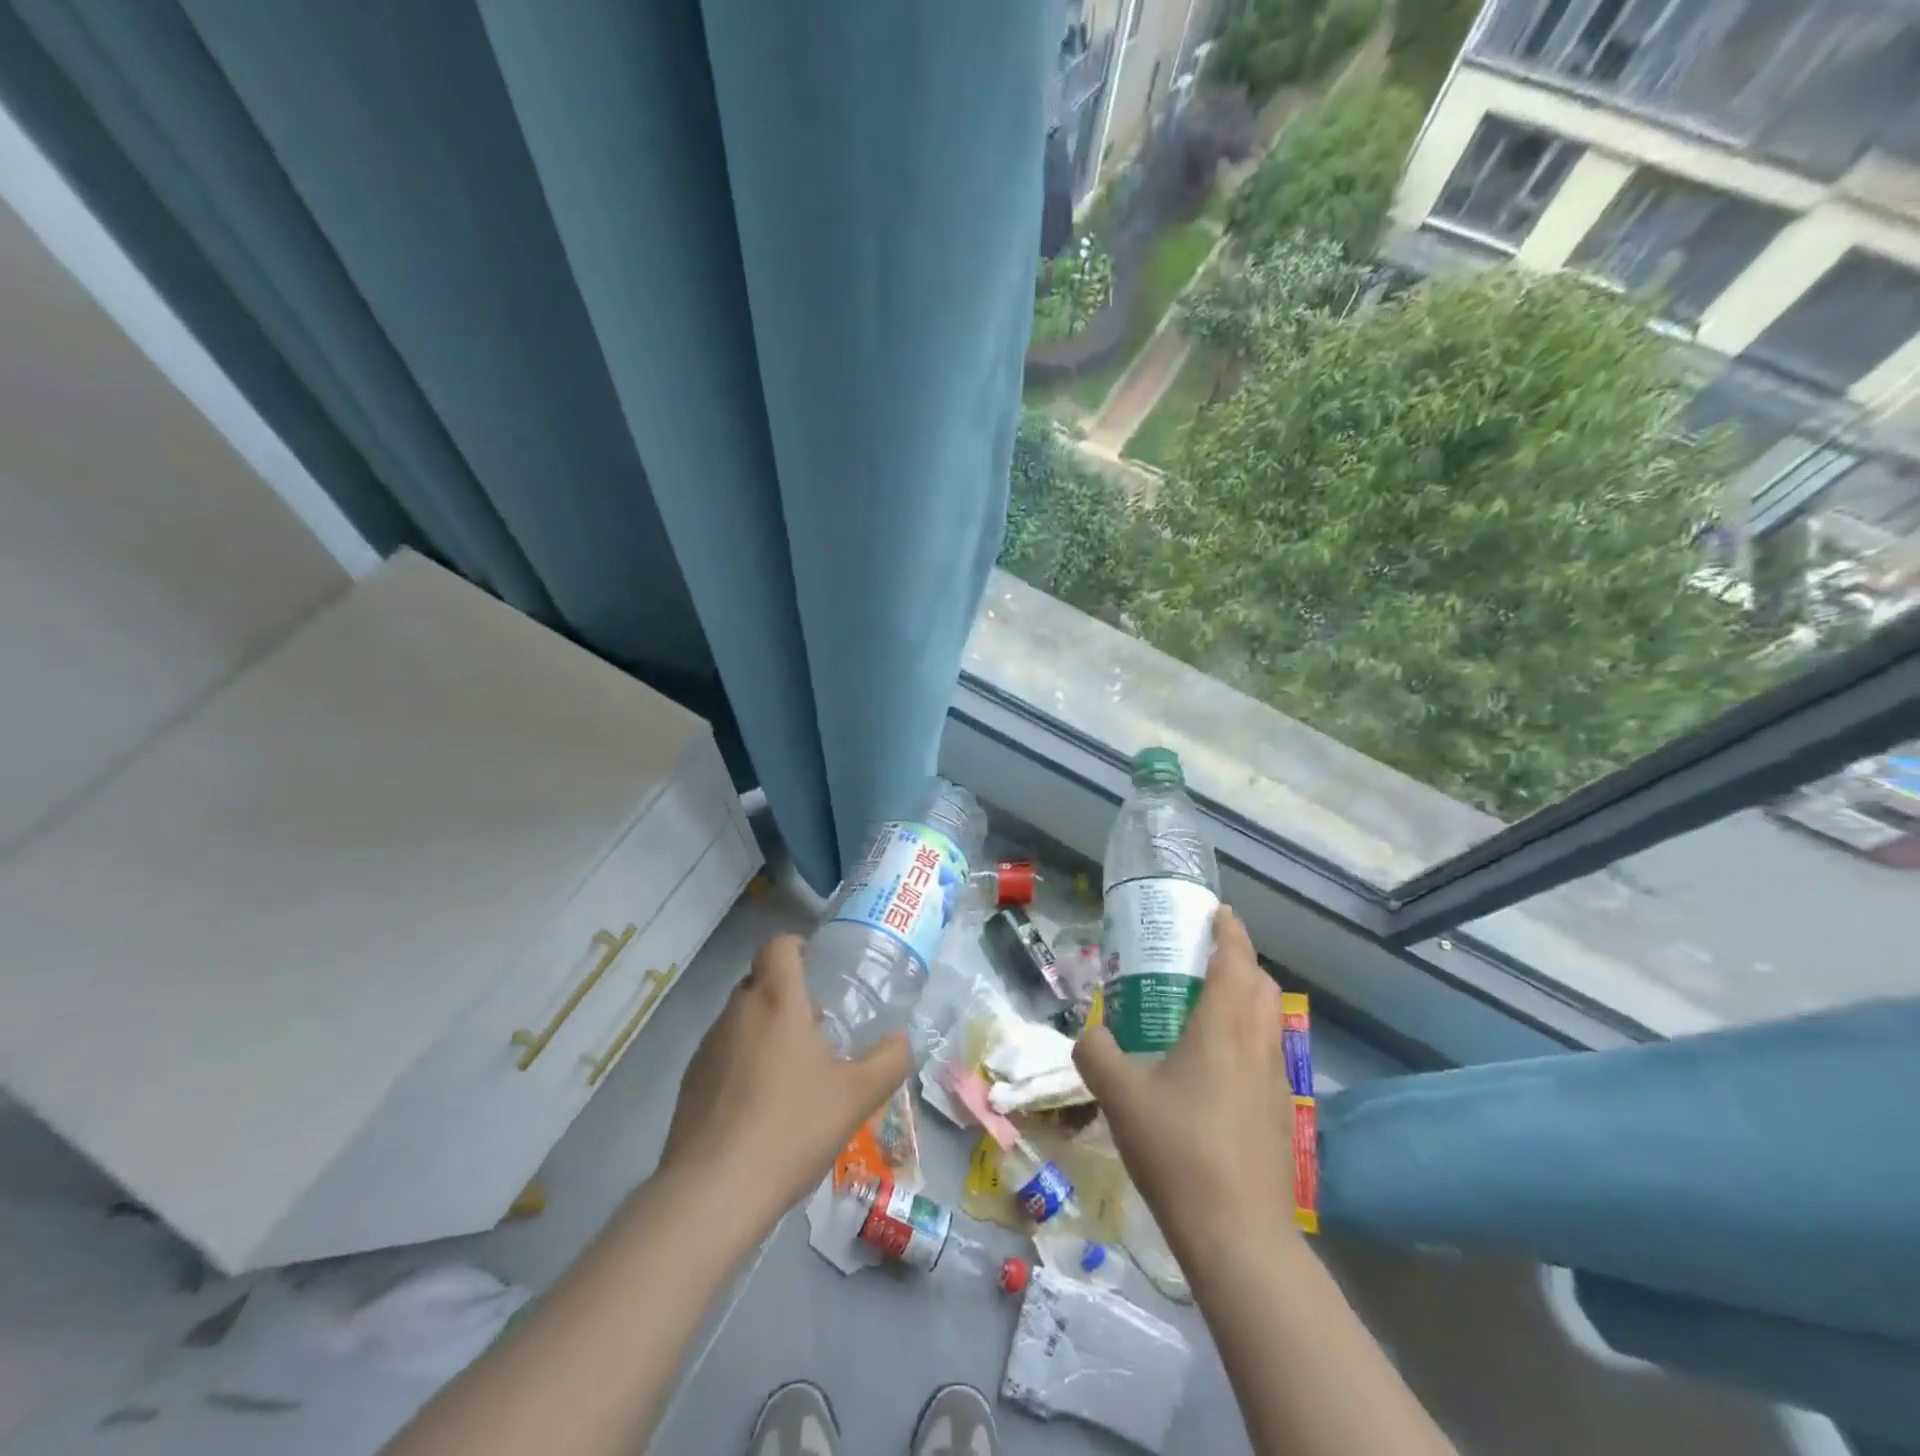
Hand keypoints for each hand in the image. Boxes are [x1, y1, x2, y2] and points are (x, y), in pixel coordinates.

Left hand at [657, 935, 910, 1232]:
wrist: (713, 1193)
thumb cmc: (791, 1128)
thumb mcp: (857, 1096)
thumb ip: (889, 1061)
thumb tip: (902, 1041)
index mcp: (776, 1000)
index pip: (778, 946)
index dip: (797, 947)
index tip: (818, 969)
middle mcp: (736, 1012)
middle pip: (759, 980)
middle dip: (786, 993)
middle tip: (817, 1026)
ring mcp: (707, 1047)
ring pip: (740, 1017)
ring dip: (765, 1029)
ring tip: (793, 1071)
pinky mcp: (690, 1082)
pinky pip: (723, 1053)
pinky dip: (743, 1062)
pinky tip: (762, 1106)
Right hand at [1074, 905, 1295, 1264]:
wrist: (1238, 1236)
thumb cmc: (1178, 1150)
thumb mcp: (1120, 1096)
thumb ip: (1096, 1053)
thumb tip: (1088, 1033)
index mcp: (1224, 1027)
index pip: (1236, 960)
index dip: (1229, 930)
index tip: (1216, 912)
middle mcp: (1259, 1045)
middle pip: (1263, 985)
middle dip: (1240, 962)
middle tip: (1203, 961)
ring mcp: (1277, 1082)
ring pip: (1271, 1021)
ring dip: (1247, 1001)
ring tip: (1206, 1010)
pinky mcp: (1282, 1116)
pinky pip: (1269, 1056)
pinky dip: (1249, 1039)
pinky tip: (1215, 1070)